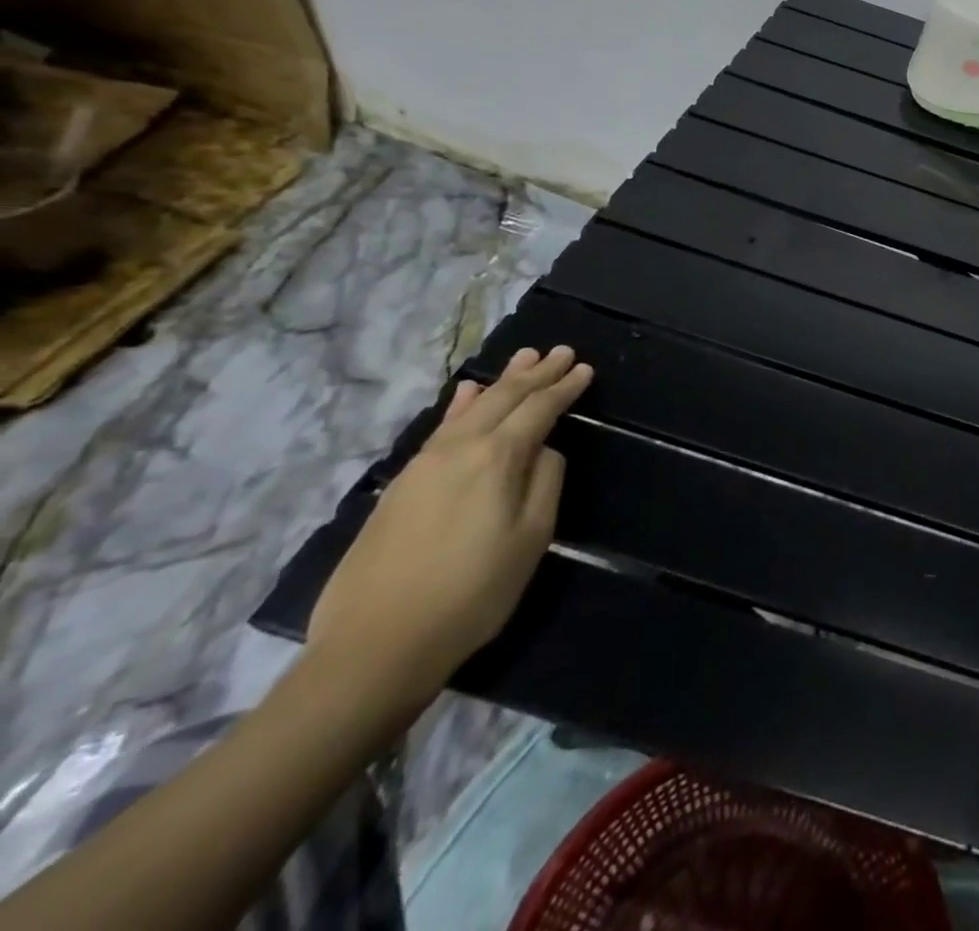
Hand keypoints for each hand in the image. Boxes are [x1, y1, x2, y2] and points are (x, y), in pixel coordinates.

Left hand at [307, 345, 593, 709]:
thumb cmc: (472, 593)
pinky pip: (441, 427)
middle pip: (504, 398)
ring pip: (471, 407)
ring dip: (501, 381)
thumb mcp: (531, 539)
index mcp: (497, 458)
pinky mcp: (401, 484)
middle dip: (536, 373)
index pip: (539, 409)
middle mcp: (459, 448)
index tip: (585, 368)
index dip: (564, 387)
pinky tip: (467, 393)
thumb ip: (545, 482)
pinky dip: (461, 404)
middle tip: (561, 351)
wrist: (375, 646)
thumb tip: (544, 450)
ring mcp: (424, 464)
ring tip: (523, 357)